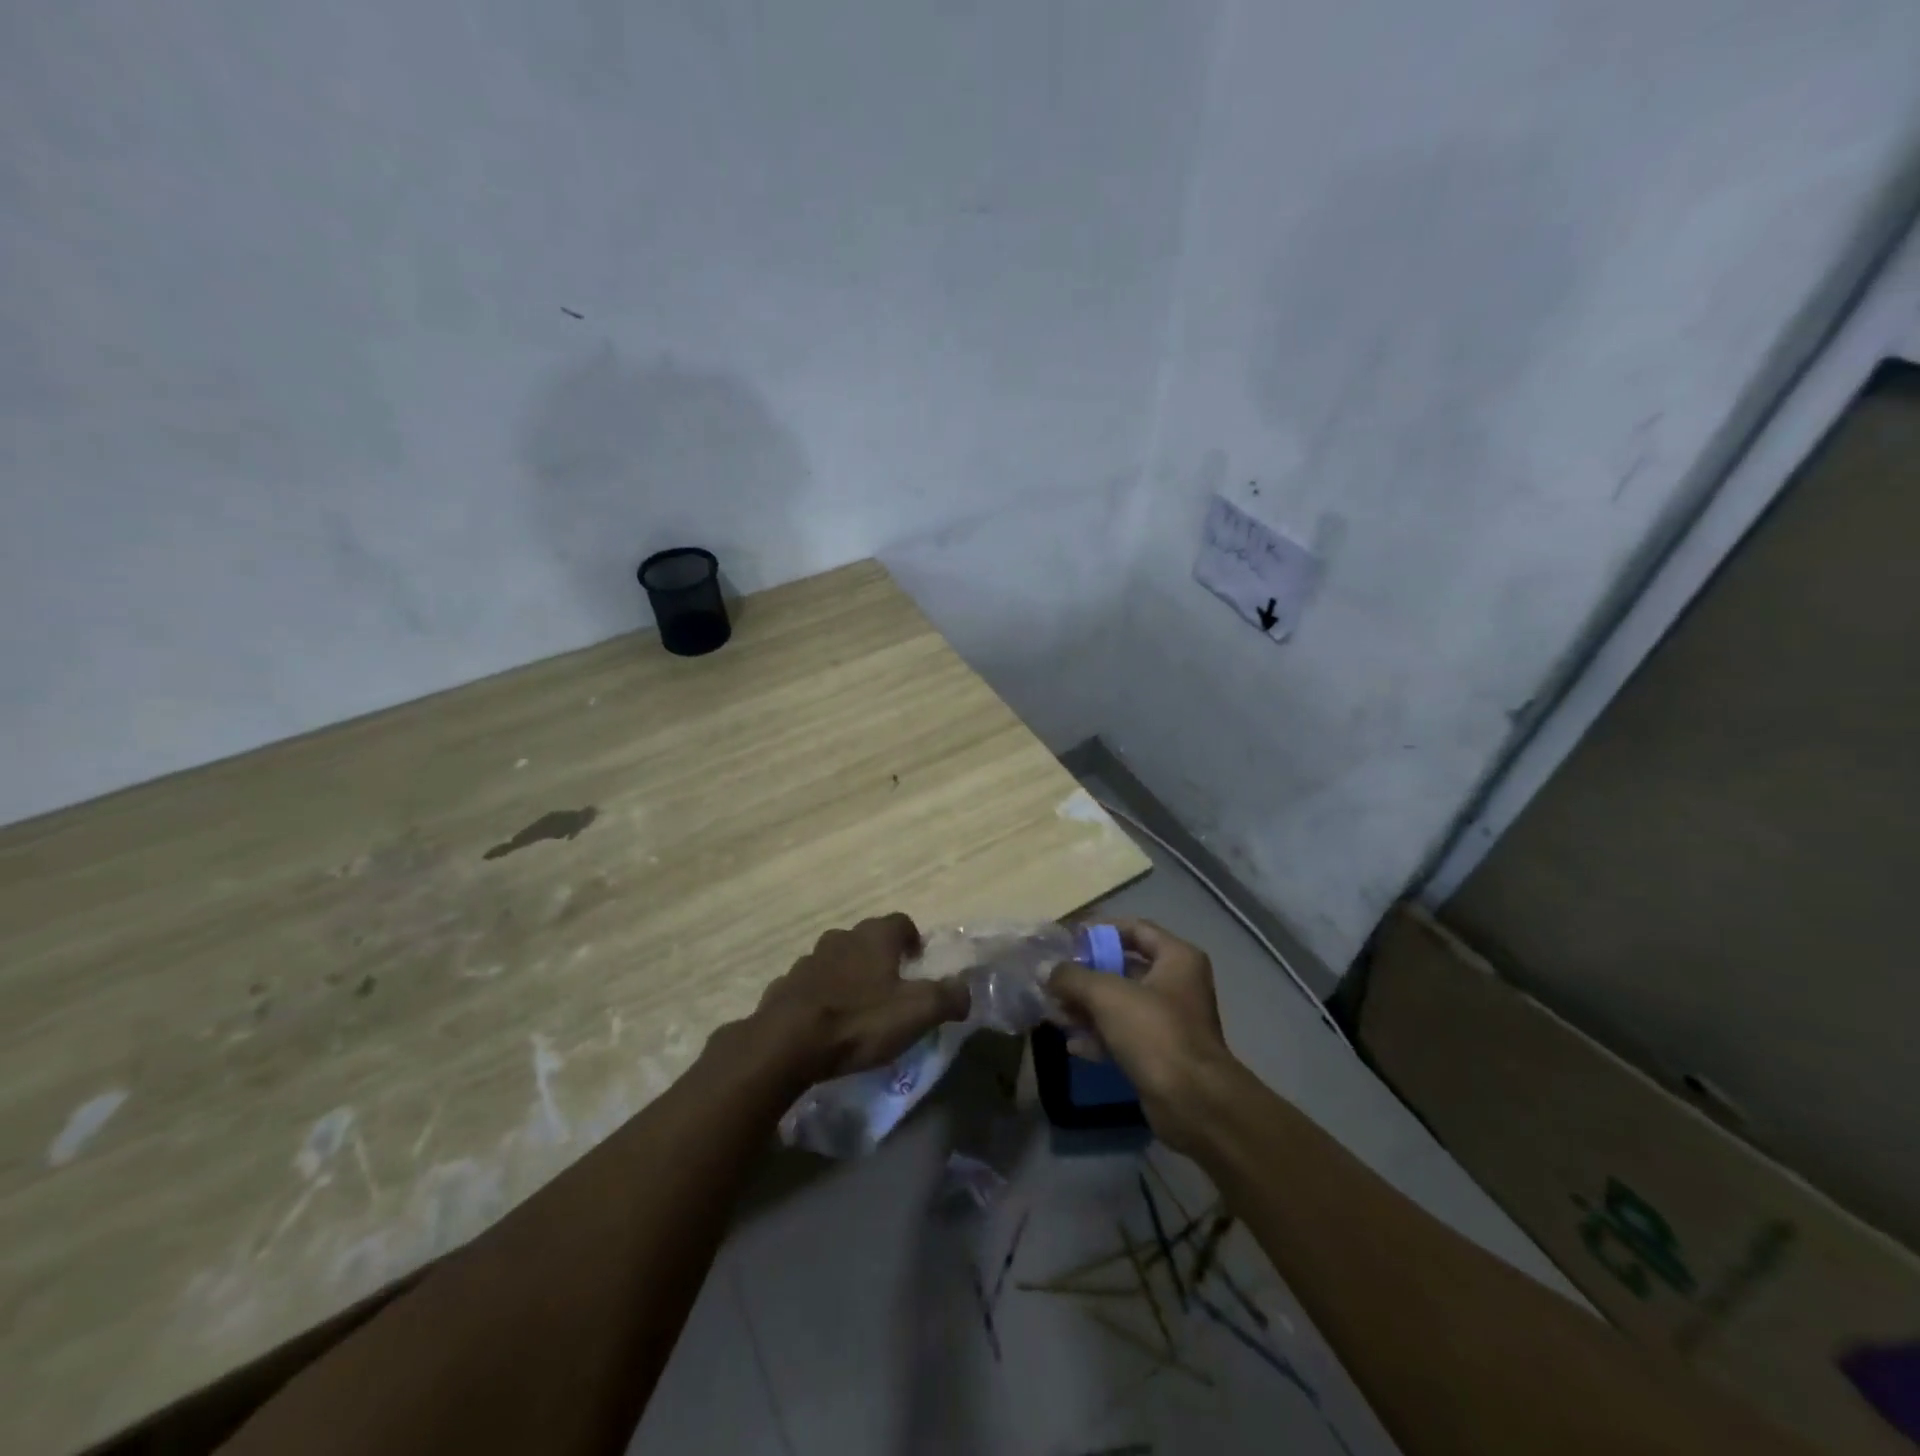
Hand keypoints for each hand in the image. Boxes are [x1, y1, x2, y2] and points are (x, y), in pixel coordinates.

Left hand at [746, 913, 968, 1085]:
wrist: (787, 1043)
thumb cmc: (859, 1021)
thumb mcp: (917, 1012)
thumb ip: (948, 997)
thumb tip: (965, 991)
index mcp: (874, 937)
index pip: (901, 922)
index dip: (913, 939)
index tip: (918, 962)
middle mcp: (841, 938)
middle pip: (867, 938)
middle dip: (880, 957)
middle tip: (891, 987)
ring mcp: (809, 960)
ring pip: (837, 959)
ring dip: (849, 974)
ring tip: (858, 1006)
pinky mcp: (785, 985)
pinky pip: (811, 984)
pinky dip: (821, 995)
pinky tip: (825, 1022)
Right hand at [1048, 918, 1236, 1153]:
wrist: (1192, 1102)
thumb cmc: (1154, 1032)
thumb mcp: (1106, 995)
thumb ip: (1072, 977)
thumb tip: (1046, 970)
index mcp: (1177, 958)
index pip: (1135, 928)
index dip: (1101, 930)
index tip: (1069, 939)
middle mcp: (1177, 984)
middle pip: (1124, 967)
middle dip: (1087, 974)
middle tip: (1054, 979)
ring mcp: (1169, 1021)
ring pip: (1121, 1004)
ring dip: (1087, 1007)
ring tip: (1055, 1012)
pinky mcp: (1160, 1053)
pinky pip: (1123, 1034)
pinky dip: (1099, 1036)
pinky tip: (1073, 1045)